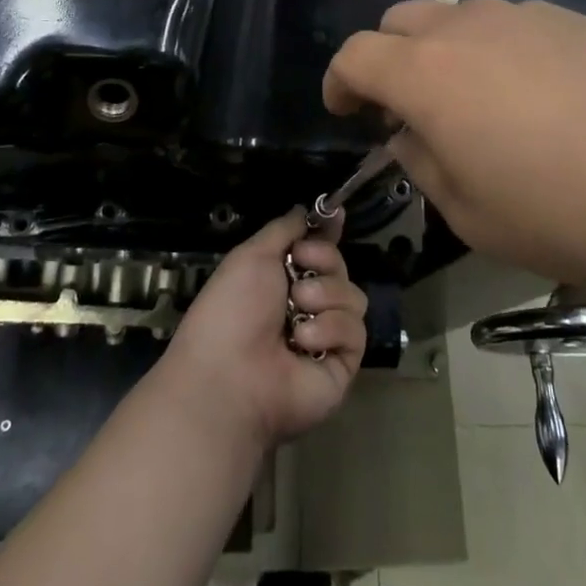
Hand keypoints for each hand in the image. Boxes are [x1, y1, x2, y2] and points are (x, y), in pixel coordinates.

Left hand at [157, 210, 368, 450]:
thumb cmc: (232, 309)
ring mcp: (326, 336)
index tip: (335, 213)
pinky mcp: (342, 364)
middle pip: (339, 267)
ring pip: (352, 296)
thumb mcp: (251, 255)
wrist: (230, 376)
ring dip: (324, 296)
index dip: (327, 233)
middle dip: (324, 261)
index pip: (316, 249)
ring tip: (297, 311)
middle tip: (300, 271)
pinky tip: (303, 341)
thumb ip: (283, 229)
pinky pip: (355, 331)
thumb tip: (305, 209)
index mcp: (280, 279)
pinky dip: (329, 329)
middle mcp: (305, 305)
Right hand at [323, 0, 585, 294]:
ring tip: (477, 104)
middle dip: (387, 59)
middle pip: (399, 21)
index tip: (345, 110)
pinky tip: (537, 97)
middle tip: (408, 109)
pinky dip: (496, 50)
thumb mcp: (472, 217)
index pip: (355, 55)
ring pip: (456, 18)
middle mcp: (466, 28)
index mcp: (427, 74)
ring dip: (443, 53)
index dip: (339, 81)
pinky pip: (510, 23)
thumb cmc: (566, 210)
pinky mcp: (571, 17)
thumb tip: (411, 137)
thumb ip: (424, 168)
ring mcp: (522, 15)